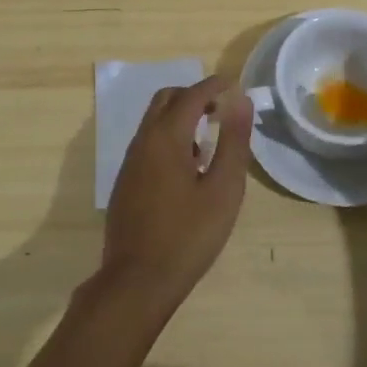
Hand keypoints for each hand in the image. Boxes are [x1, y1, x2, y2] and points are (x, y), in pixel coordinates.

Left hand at [98, 75, 251, 317]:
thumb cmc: (188, 235)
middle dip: (193, 95)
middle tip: (220, 109)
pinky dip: (169, 139)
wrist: (137, 281)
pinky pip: (148, 144)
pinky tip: (188, 170)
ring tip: (208, 142)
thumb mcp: (223, 189)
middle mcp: (143, 141)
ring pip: (154, 122)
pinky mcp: (126, 182)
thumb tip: (241, 100)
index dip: (214, 85)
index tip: (235, 85)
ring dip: (180, 118)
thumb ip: (233, 142)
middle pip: (166, 99)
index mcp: (166, 137)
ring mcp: (130, 162)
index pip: (191, 94)